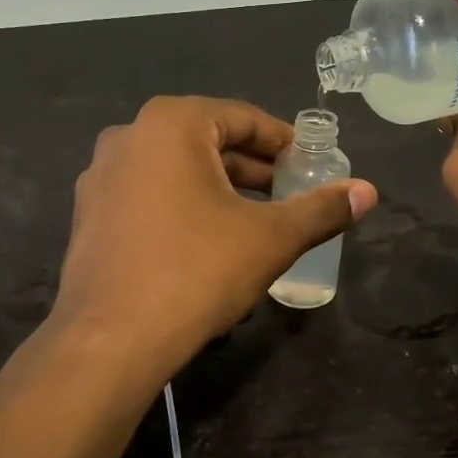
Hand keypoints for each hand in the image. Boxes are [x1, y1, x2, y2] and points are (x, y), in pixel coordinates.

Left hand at [52, 96, 378, 371]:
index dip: (282, 140)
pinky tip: (204, 241)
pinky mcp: (89, 213)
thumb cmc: (196, 272)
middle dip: (251, 167)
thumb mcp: (270, 238)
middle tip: (288, 192)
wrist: (110, 340)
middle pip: (206, 140)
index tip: (310, 164)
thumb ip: (321, 209)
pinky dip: (181, 205)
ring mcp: (100, 175)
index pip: (242, 117)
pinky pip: (147, 195)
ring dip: (217, 187)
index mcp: (171, 124)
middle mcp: (128, 136)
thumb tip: (369, 191)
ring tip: (253, 219)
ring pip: (175, 169)